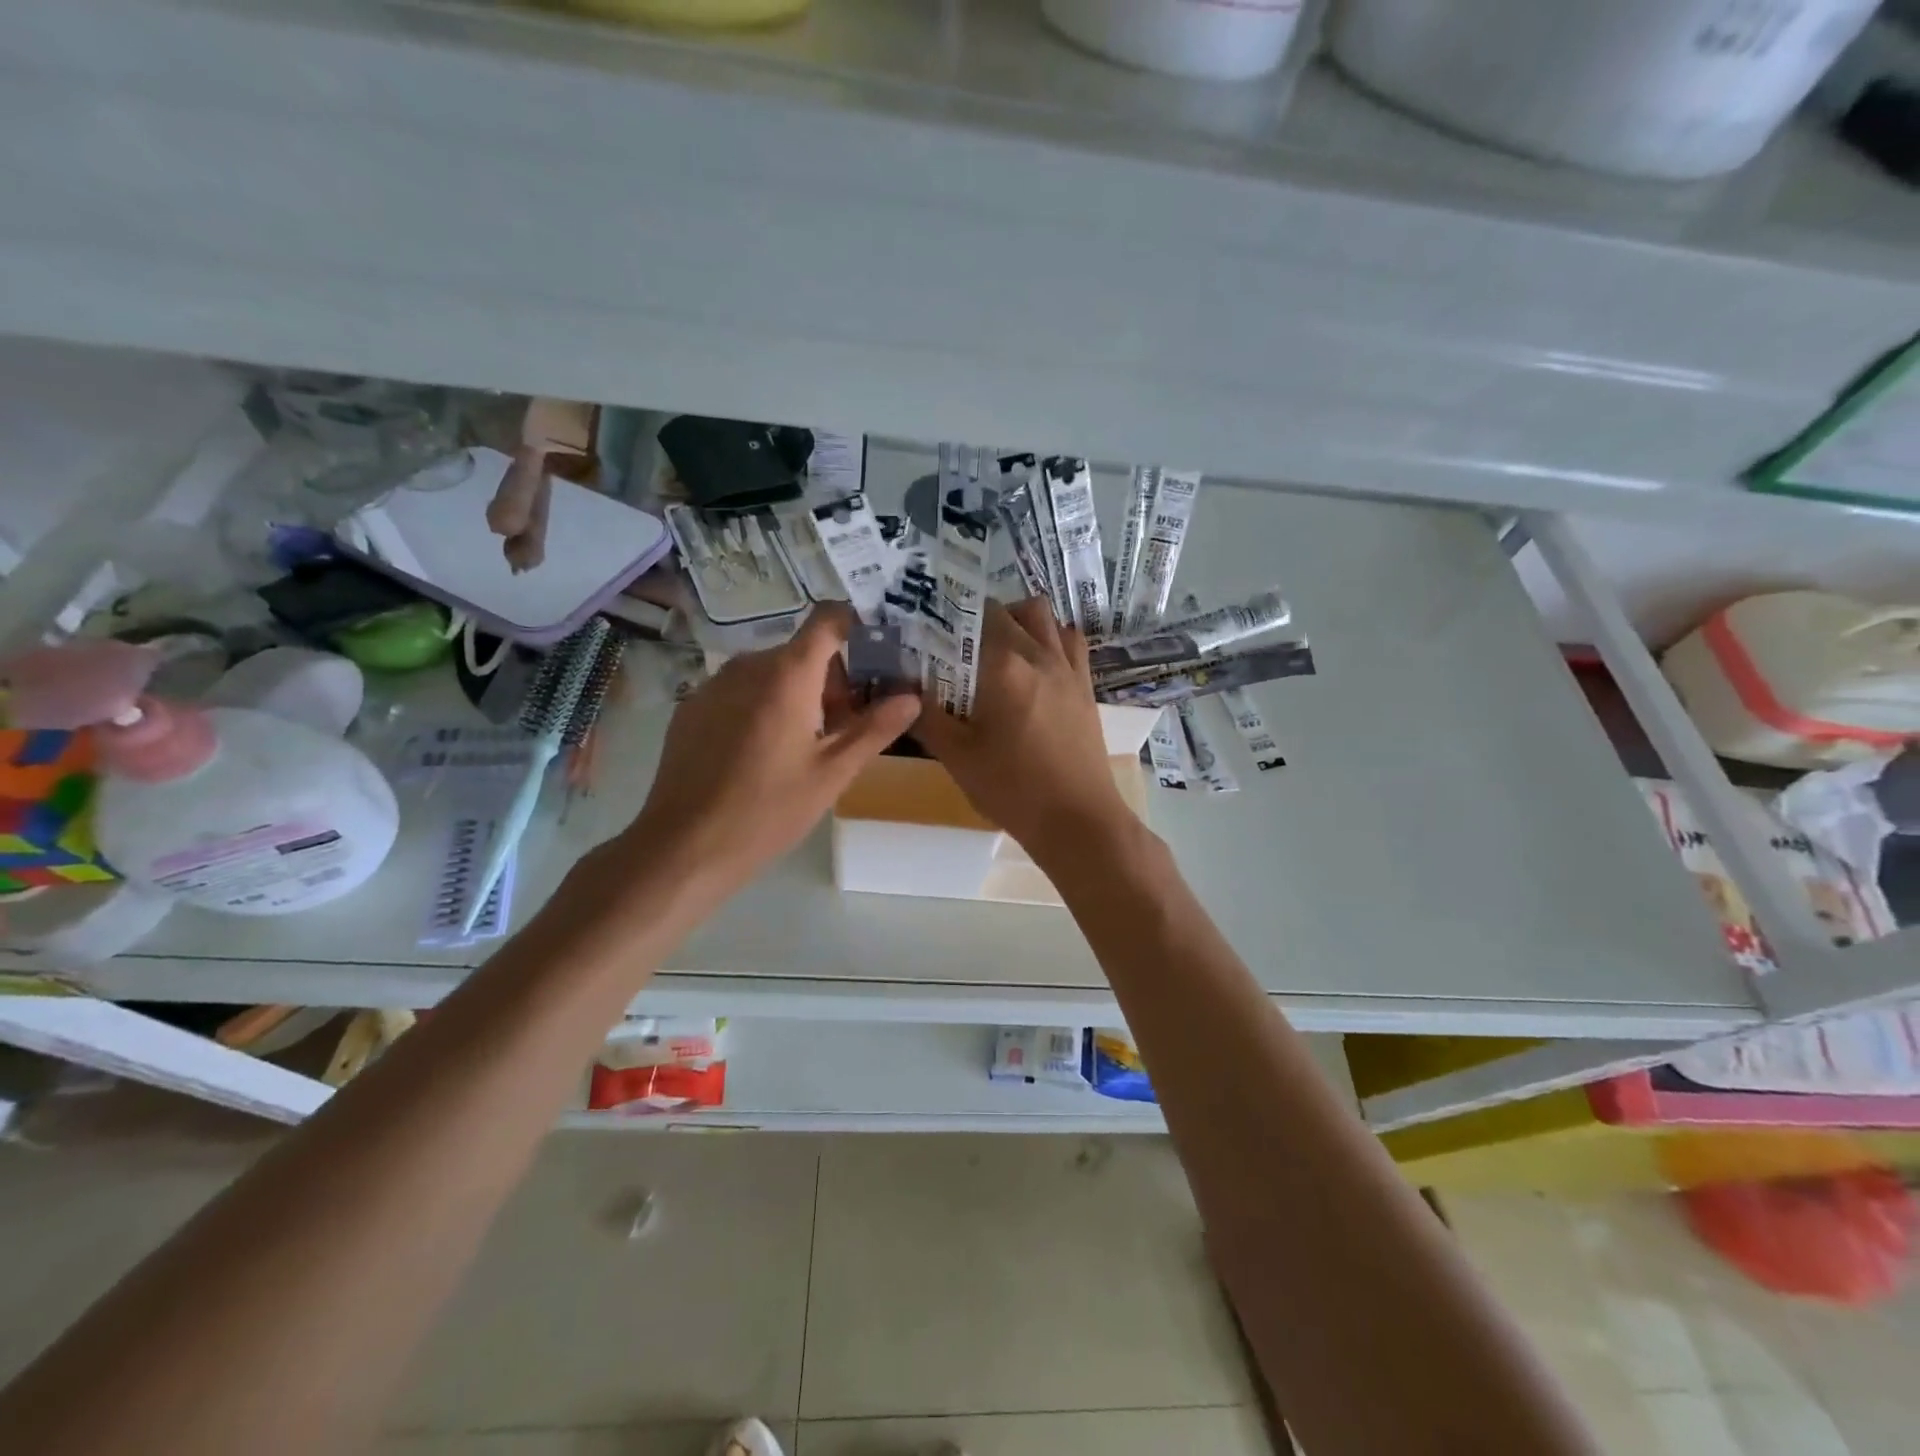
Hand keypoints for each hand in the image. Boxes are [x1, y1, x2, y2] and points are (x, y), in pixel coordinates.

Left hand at [622, 604, 921, 894]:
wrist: (684, 846)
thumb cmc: (768, 810)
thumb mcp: (833, 773)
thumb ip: (875, 728)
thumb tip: (912, 697)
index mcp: (788, 674)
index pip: (829, 618)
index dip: (857, 626)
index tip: (878, 655)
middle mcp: (748, 665)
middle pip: (802, 652)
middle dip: (832, 680)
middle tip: (846, 727)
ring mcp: (714, 684)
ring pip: (771, 672)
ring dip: (798, 695)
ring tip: (806, 747)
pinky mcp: (692, 707)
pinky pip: (741, 691)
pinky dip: (763, 706)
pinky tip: (762, 755)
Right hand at [911, 598, 1132, 865]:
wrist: (1077, 820)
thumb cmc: (1012, 789)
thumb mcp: (957, 757)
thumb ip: (926, 716)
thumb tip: (903, 687)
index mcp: (1003, 665)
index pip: (970, 616)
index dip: (946, 617)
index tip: (927, 633)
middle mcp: (1038, 653)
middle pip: (1005, 611)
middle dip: (976, 619)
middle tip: (955, 648)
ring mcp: (1067, 667)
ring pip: (1042, 615)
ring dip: (1017, 620)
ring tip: (996, 649)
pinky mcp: (1085, 685)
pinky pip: (1069, 640)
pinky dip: (1049, 638)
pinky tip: (1033, 665)